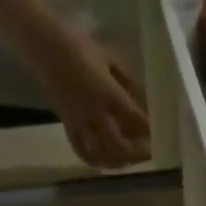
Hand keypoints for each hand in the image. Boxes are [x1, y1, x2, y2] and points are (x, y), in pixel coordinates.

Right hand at [30, 27, 149, 169]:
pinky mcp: (68, 126)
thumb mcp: (109, 57)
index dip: (149, 129)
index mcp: (107, 92)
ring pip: (103, 154)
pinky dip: (96, 161)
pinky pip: (82, 152)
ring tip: (131, 159)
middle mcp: (95, 113)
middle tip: (149, 152)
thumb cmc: (79, 45)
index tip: (161, 133)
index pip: (134, 118)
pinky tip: (106, 161)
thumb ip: (127, 80)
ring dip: (120, 161)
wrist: (43, 44)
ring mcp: (80, 122)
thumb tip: (144, 100)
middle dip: (137, 152)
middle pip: (120, 145)